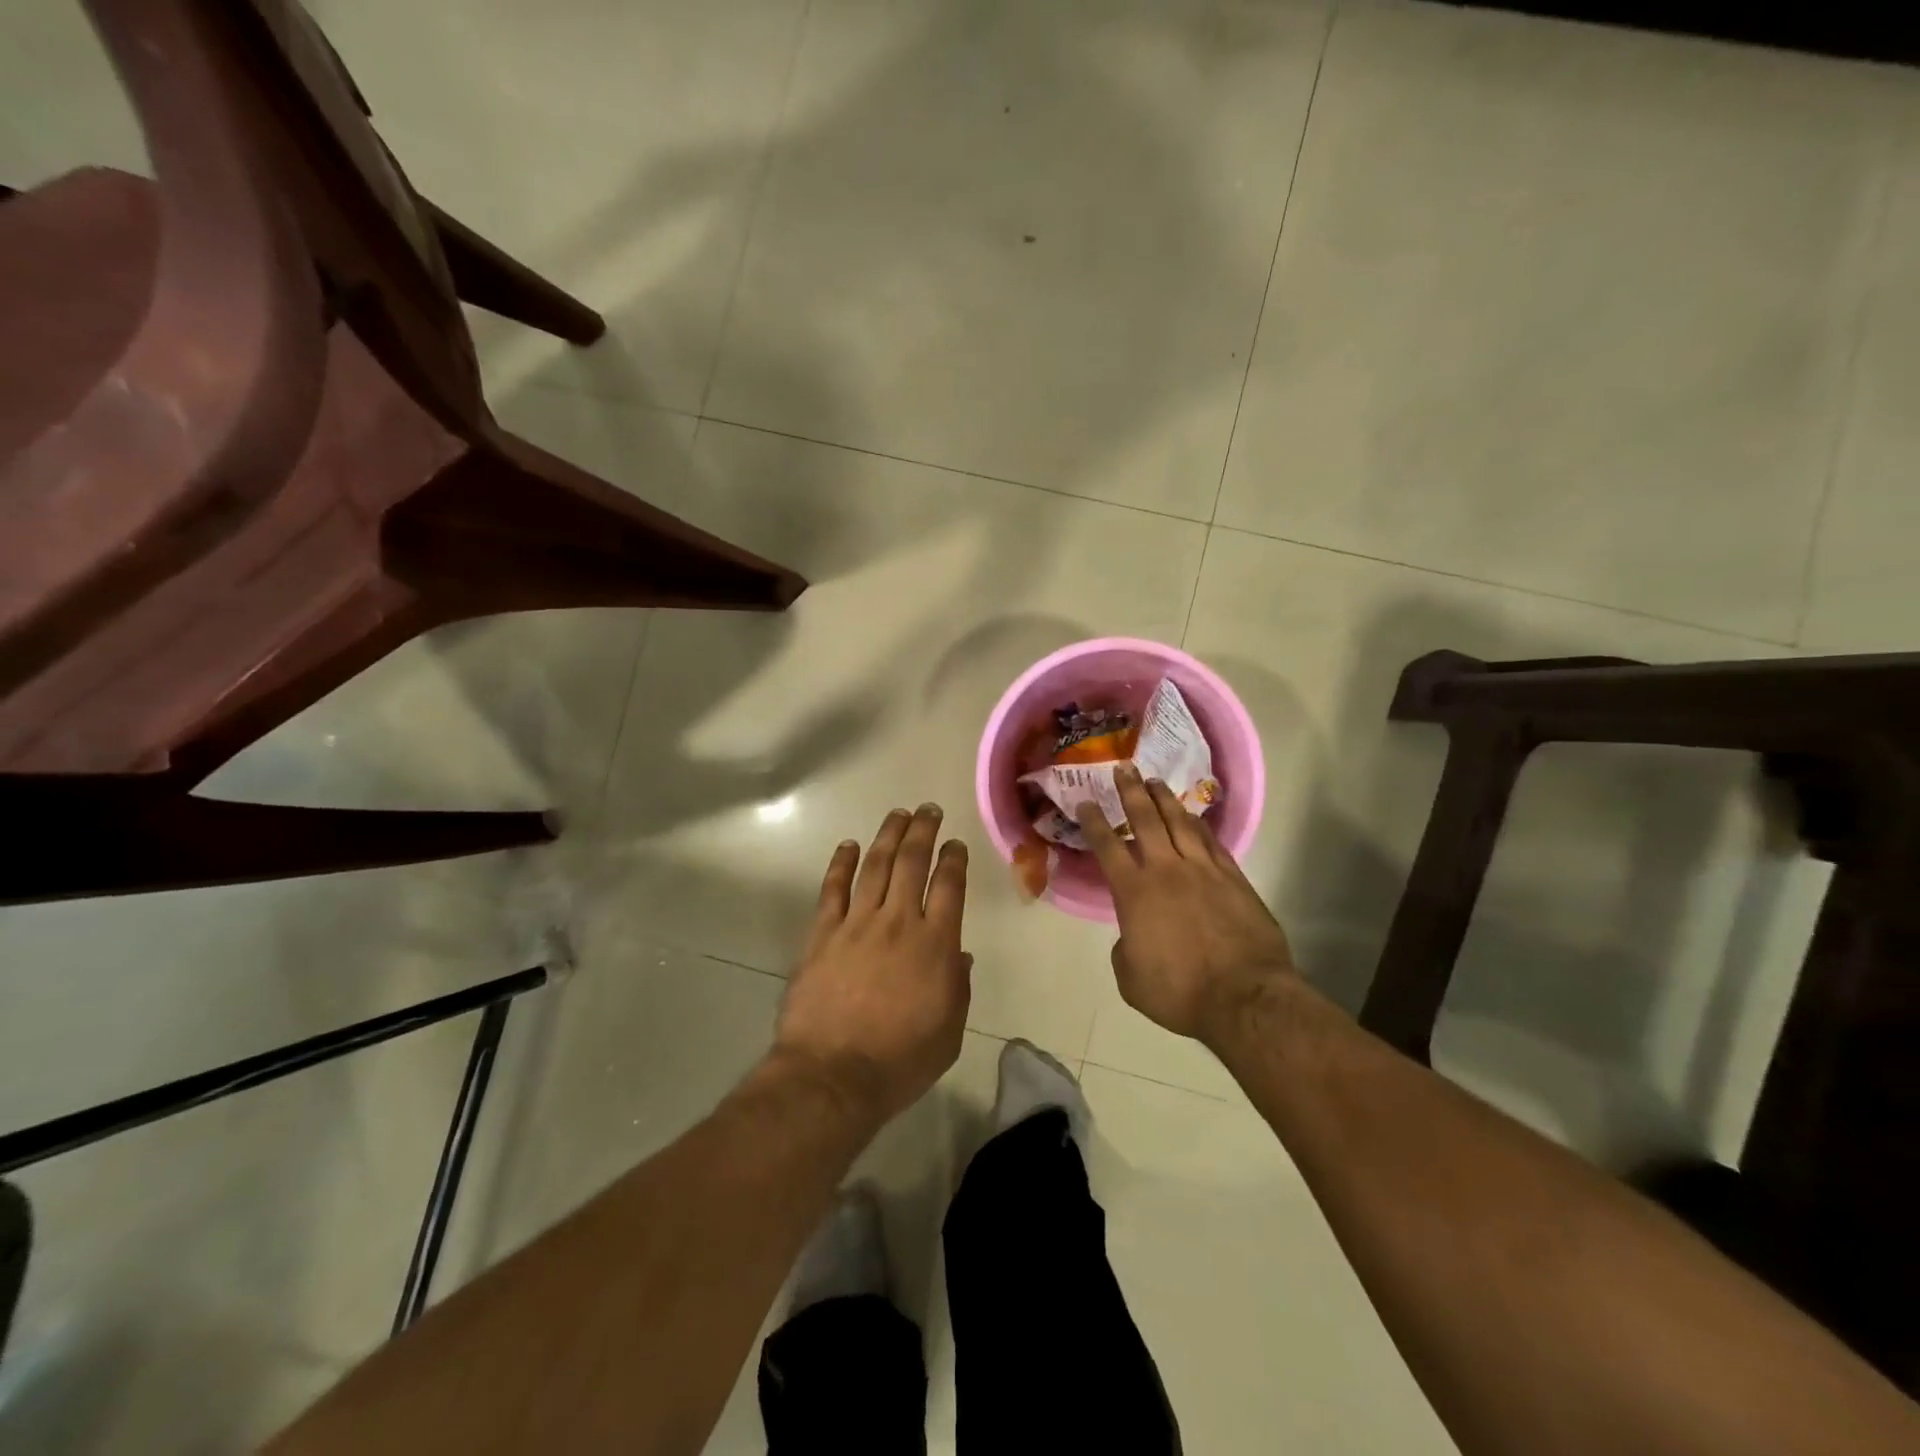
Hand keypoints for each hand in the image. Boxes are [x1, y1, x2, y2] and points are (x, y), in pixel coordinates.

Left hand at [772, 805, 971, 1125]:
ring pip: (876, 865)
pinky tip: (849, 845)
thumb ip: (958, 986)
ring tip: (898, 814)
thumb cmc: (900, 1060)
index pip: (949, 885)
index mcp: (936, 944)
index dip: (954, 859)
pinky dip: (841, 863)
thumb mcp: (949, 1031)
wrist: (833, 1075)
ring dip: (888, 835)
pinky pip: (833, 888)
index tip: (956, 844)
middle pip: (912, 862)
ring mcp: (857, 923)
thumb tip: (960, 955)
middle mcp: (899, 921)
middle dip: (924, 831)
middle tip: (929, 810)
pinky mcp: (823, 933)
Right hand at [1076, 765, 1295, 1043]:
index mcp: (1135, 892)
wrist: (1244, 997)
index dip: (1094, 822)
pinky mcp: (1234, 879)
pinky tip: (1194, 818)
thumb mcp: (1131, 978)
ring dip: (1166, 800)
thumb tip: (1133, 936)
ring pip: (1181, 823)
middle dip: (1132, 792)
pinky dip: (1200, 826)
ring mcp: (1204, 871)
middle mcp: (1167, 870)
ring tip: (1156, 782)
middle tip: (1125, 768)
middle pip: (1146, 820)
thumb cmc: (1180, 992)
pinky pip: (1212, 843)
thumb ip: (1125, 949)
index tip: (1086, 801)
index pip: (1108, 846)